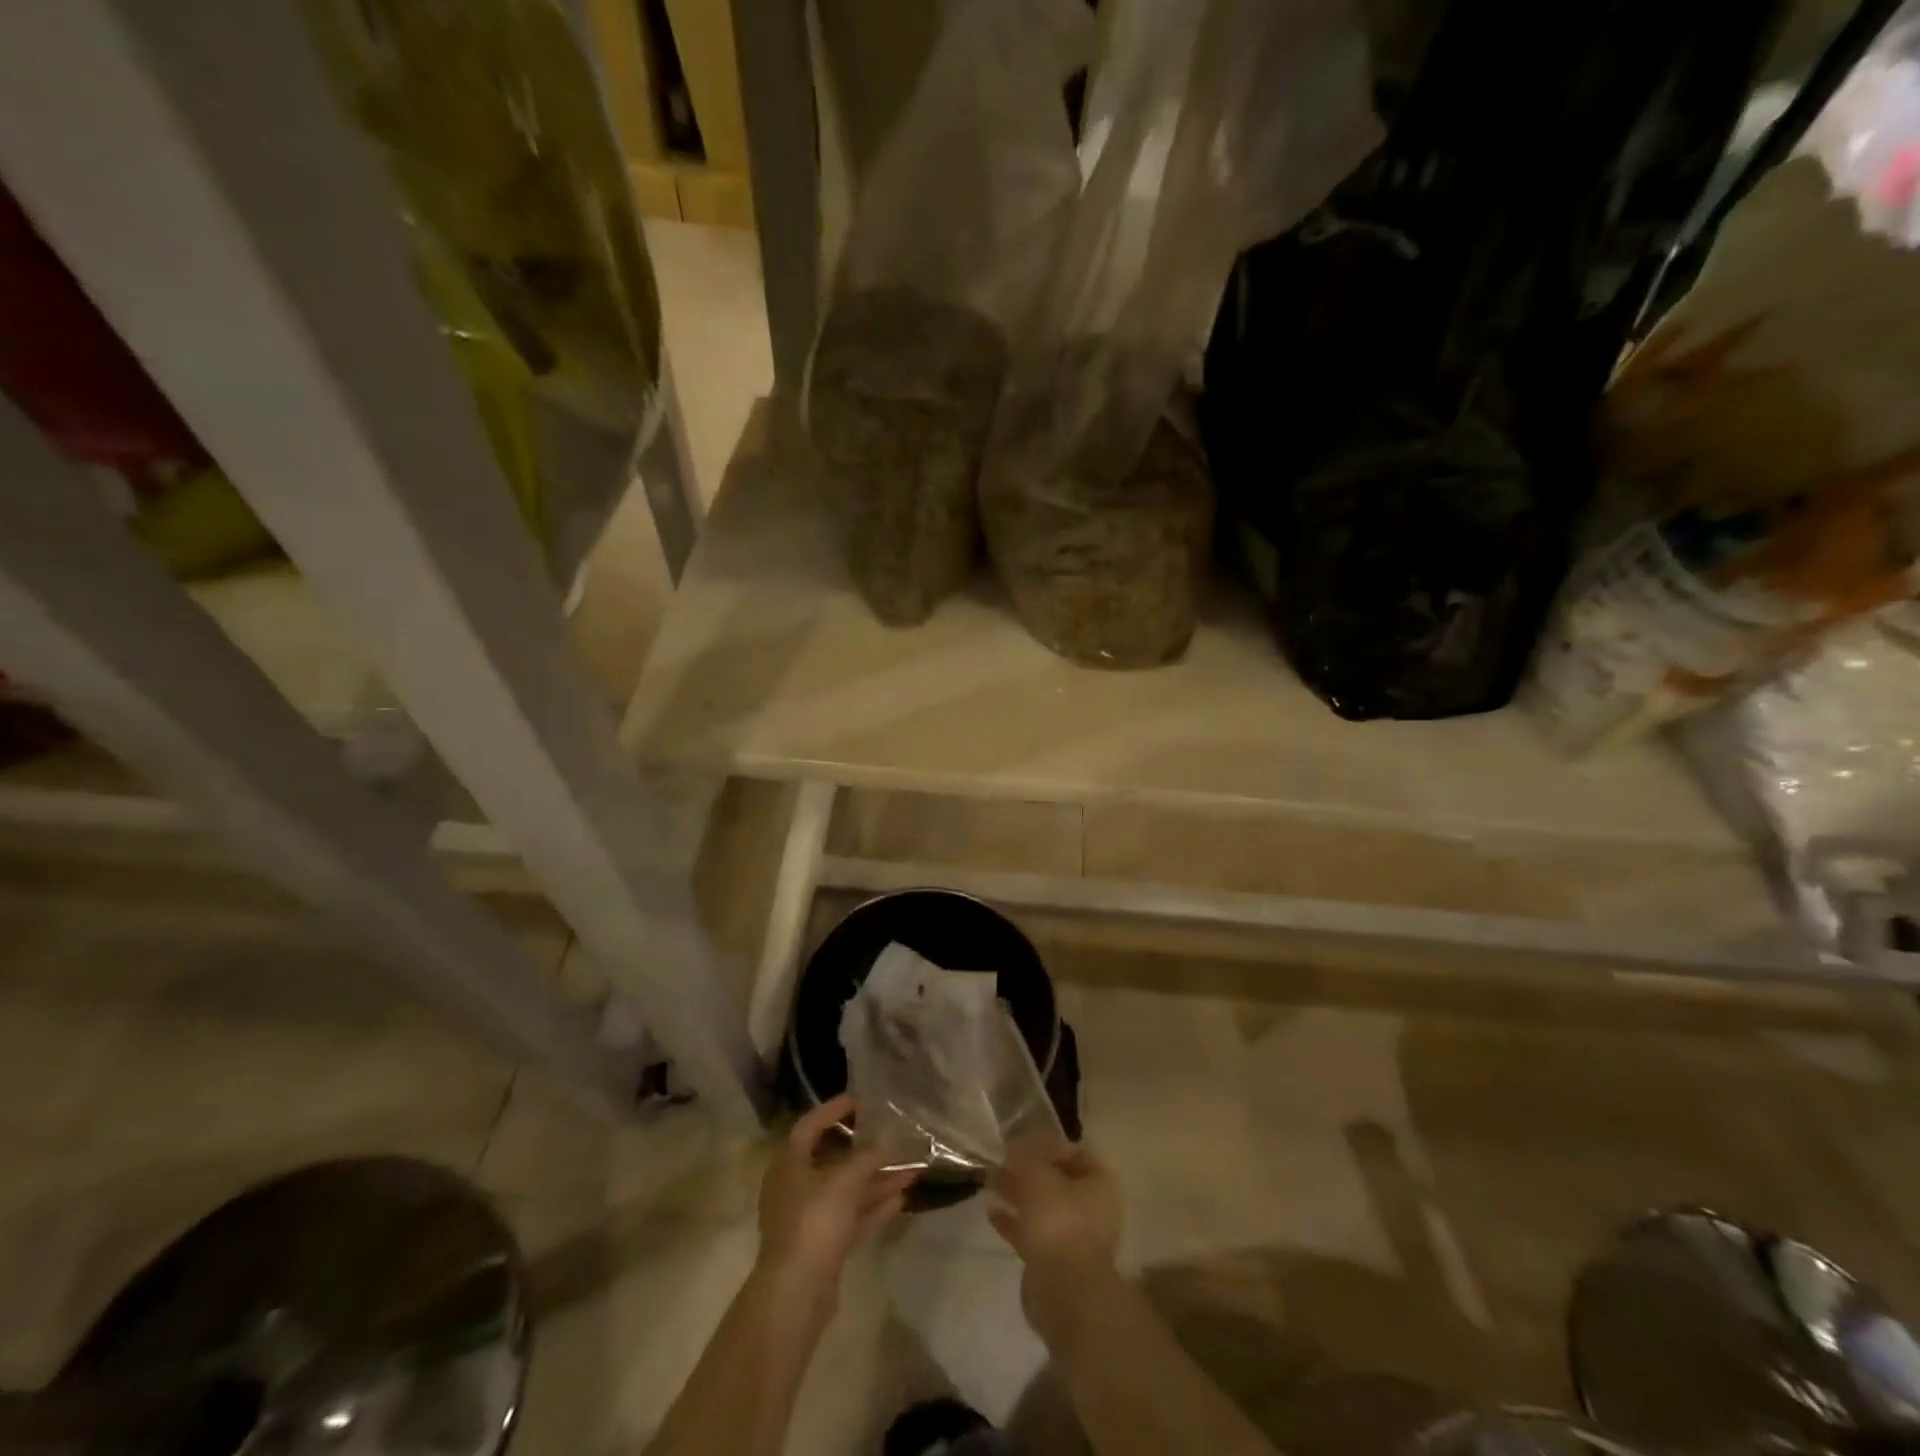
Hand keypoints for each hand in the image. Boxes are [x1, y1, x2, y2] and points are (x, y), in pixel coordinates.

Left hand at [754, 1094, 915, 1316]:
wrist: (796, 1294)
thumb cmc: (814, 1222)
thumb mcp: (844, 1182)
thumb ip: (867, 1158)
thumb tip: (886, 1142)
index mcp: (789, 1163)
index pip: (810, 1125)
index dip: (834, 1110)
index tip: (860, 1101)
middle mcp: (796, 1187)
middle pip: (833, 1160)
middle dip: (866, 1151)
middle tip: (891, 1136)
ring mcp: (809, 1219)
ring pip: (847, 1191)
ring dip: (877, 1180)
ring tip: (911, 1170)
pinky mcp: (823, 1246)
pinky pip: (851, 1217)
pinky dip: (873, 1207)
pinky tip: (900, 1199)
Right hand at [987, 1144, 1122, 1345]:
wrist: (1064, 1292)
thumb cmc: (1058, 1221)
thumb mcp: (1037, 1175)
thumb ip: (1025, 1157)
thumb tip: (1015, 1145)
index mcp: (1099, 1184)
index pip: (1076, 1153)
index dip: (1049, 1145)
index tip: (1022, 1142)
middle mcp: (1092, 1209)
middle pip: (1057, 1181)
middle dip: (1028, 1171)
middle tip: (1001, 1160)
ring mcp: (1075, 1238)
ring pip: (1043, 1207)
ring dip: (1018, 1194)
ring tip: (990, 1181)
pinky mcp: (1055, 1263)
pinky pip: (1033, 1234)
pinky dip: (1015, 1223)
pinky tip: (992, 1213)